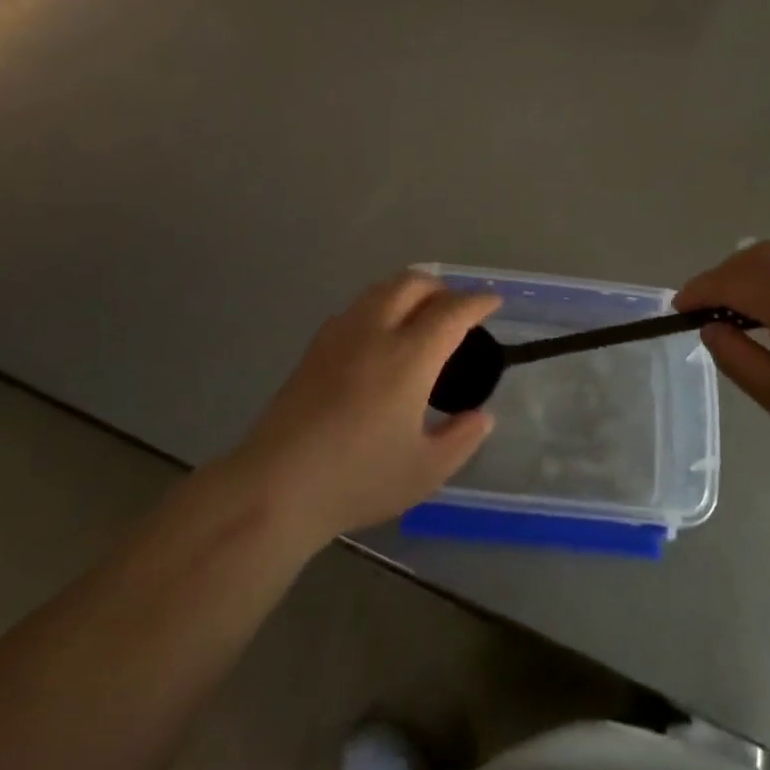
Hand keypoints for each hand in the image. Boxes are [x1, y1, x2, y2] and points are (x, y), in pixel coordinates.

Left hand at [236, 271, 498, 539]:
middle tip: (456, 309)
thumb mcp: (424, 472)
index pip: (451, 312)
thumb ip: (460, 439)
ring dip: (408, 290)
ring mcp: (340, 335)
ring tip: (420, 315)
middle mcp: (375, 332)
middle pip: (413, 283)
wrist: (276, 486)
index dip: (477, 301)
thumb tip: (481, 416)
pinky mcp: (314, 347)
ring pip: (380, 289)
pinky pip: (357, 307)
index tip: (493, 301)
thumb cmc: (357, 479)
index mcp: (409, 356)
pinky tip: (379, 336)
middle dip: (441, 288)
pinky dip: (380, 305)